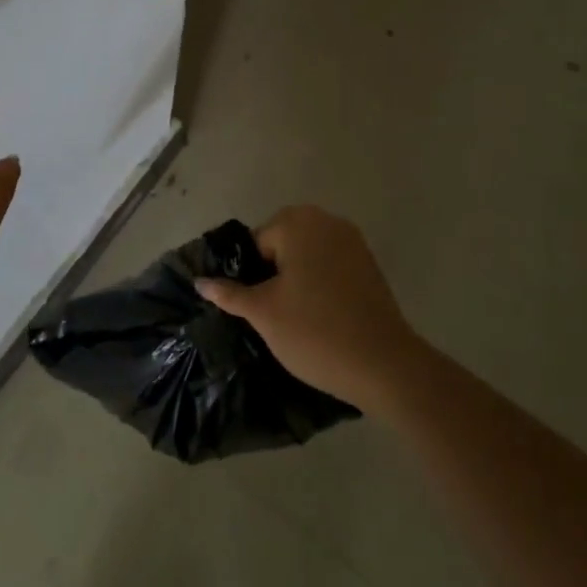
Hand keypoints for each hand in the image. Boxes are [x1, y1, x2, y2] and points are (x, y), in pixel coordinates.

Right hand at [196, 205, 421, 411]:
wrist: (385, 366)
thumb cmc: (314, 332)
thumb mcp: (263, 313)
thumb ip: (230, 293)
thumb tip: (201, 282)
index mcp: (297, 223)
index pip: (256, 242)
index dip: (250, 275)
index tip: (255, 307)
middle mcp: (327, 221)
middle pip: (282, 243)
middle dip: (272, 273)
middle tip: (272, 312)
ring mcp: (353, 242)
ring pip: (307, 254)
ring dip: (296, 278)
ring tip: (294, 317)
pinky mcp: (370, 265)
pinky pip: (331, 265)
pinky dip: (320, 283)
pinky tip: (320, 316)